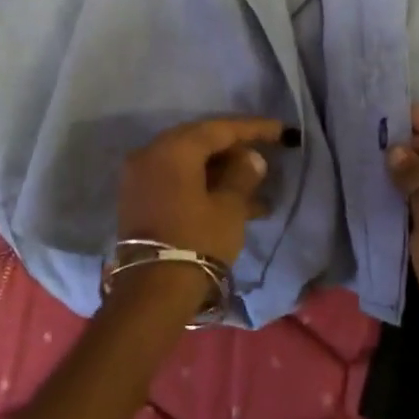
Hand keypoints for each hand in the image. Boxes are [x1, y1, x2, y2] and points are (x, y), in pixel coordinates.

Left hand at [116, 116, 295, 266]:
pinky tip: (231, 202)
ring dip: (220, 173)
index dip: (253, 128)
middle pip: (200, 142)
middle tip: (263, 158)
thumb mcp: (229, 207)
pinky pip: (176, 180)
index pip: (219, 129)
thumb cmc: (197, 241)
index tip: (281, 131)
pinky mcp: (138, 199)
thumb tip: (251, 158)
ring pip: (188, 164)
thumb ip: (242, 175)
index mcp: (173, 149)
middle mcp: (150, 154)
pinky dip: (201, 185)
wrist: (152, 290)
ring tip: (255, 189)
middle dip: (234, 150)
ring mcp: (139, 177)